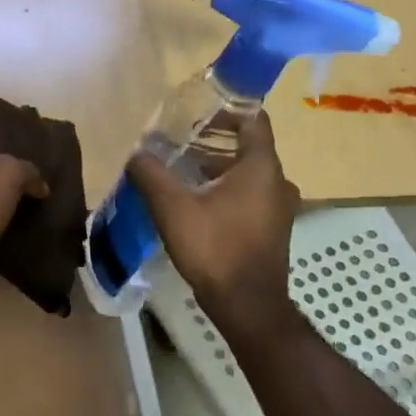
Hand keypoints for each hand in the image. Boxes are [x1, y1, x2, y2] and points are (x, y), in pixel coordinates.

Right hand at [128, 111, 297, 325]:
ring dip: (218, 167)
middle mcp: (278, 182)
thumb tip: (136, 154)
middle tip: (179, 141)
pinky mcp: (272, 230)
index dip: (228, 109)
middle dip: (214, 140)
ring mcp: (279, 208)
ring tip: (181, 170)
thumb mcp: (173, 207)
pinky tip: (196, 202)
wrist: (247, 306)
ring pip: (248, 174)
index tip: (198, 111)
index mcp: (261, 167)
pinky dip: (226, 189)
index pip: (254, 119)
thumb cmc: (215, 248)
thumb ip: (151, 174)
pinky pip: (250, 196)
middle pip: (248, 146)